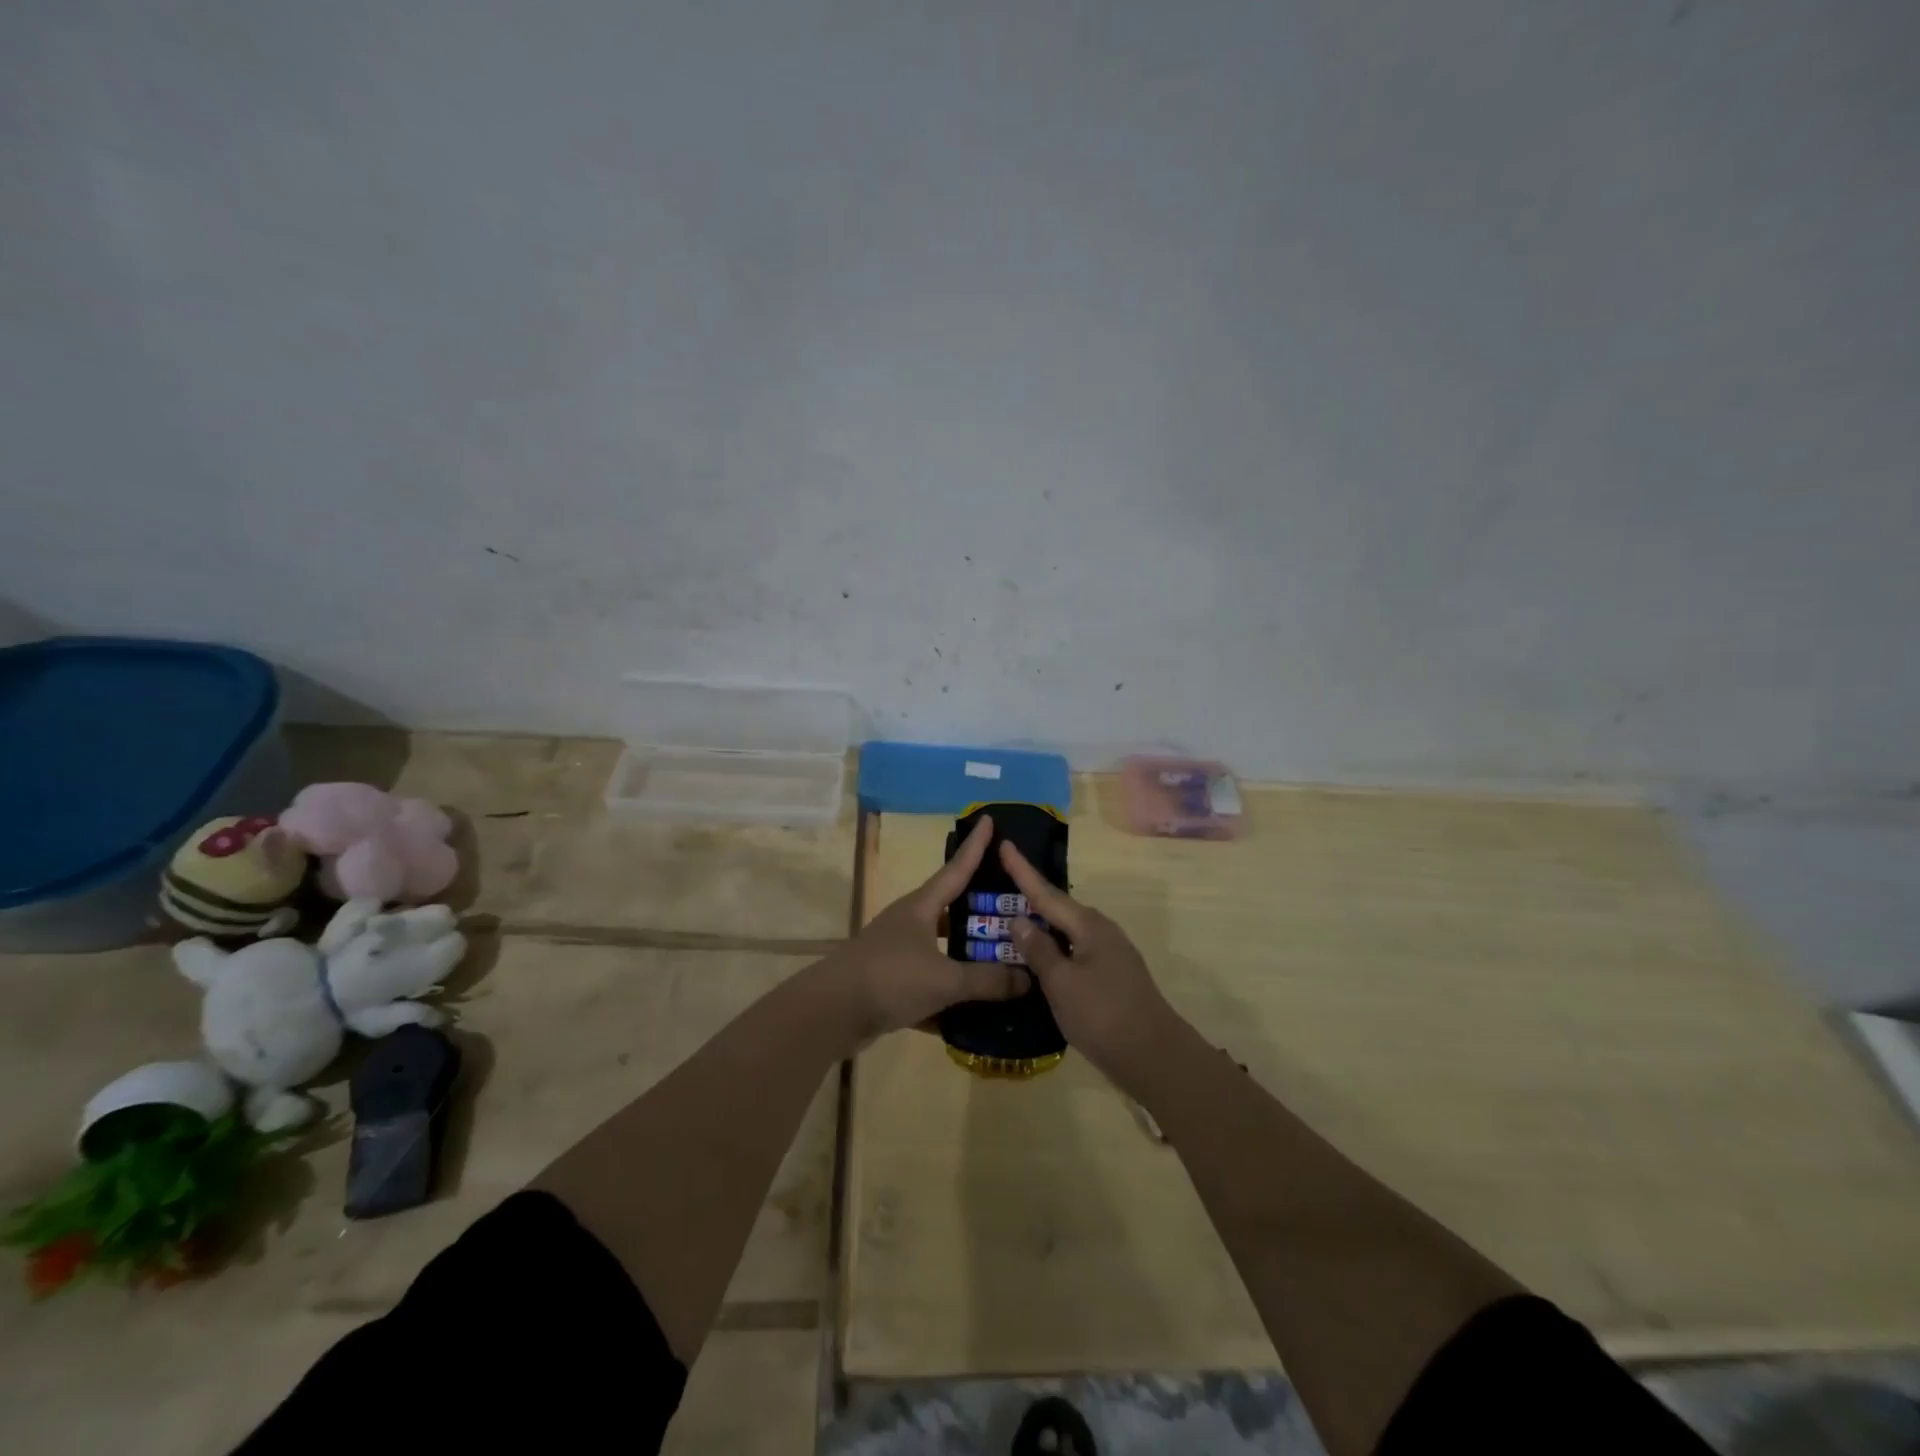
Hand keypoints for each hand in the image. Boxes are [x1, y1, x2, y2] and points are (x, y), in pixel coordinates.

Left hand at [828, 815, 1030, 1045]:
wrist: (831, 1012)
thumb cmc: (890, 978)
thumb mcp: (944, 980)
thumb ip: (987, 980)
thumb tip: (1027, 977)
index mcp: (922, 907)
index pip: (957, 868)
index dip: (976, 846)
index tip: (988, 819)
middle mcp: (910, 922)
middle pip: (952, 907)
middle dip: (981, 907)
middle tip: (1015, 906)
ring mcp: (898, 951)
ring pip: (942, 945)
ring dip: (967, 952)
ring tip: (1003, 958)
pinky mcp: (891, 980)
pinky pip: (930, 979)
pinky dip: (951, 990)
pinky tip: (975, 1008)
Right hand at [1000, 842, 1179, 1086]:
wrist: (1154, 1056)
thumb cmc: (1103, 1015)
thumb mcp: (1061, 983)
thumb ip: (1039, 950)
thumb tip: (1019, 920)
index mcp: (1088, 925)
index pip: (1045, 892)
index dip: (1021, 871)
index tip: (1004, 843)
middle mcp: (1100, 930)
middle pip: (1057, 907)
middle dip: (1029, 895)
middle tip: (999, 880)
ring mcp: (1108, 952)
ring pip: (1065, 929)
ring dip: (1040, 922)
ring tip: (1011, 916)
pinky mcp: (1110, 973)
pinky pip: (1073, 948)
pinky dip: (1052, 945)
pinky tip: (1038, 954)